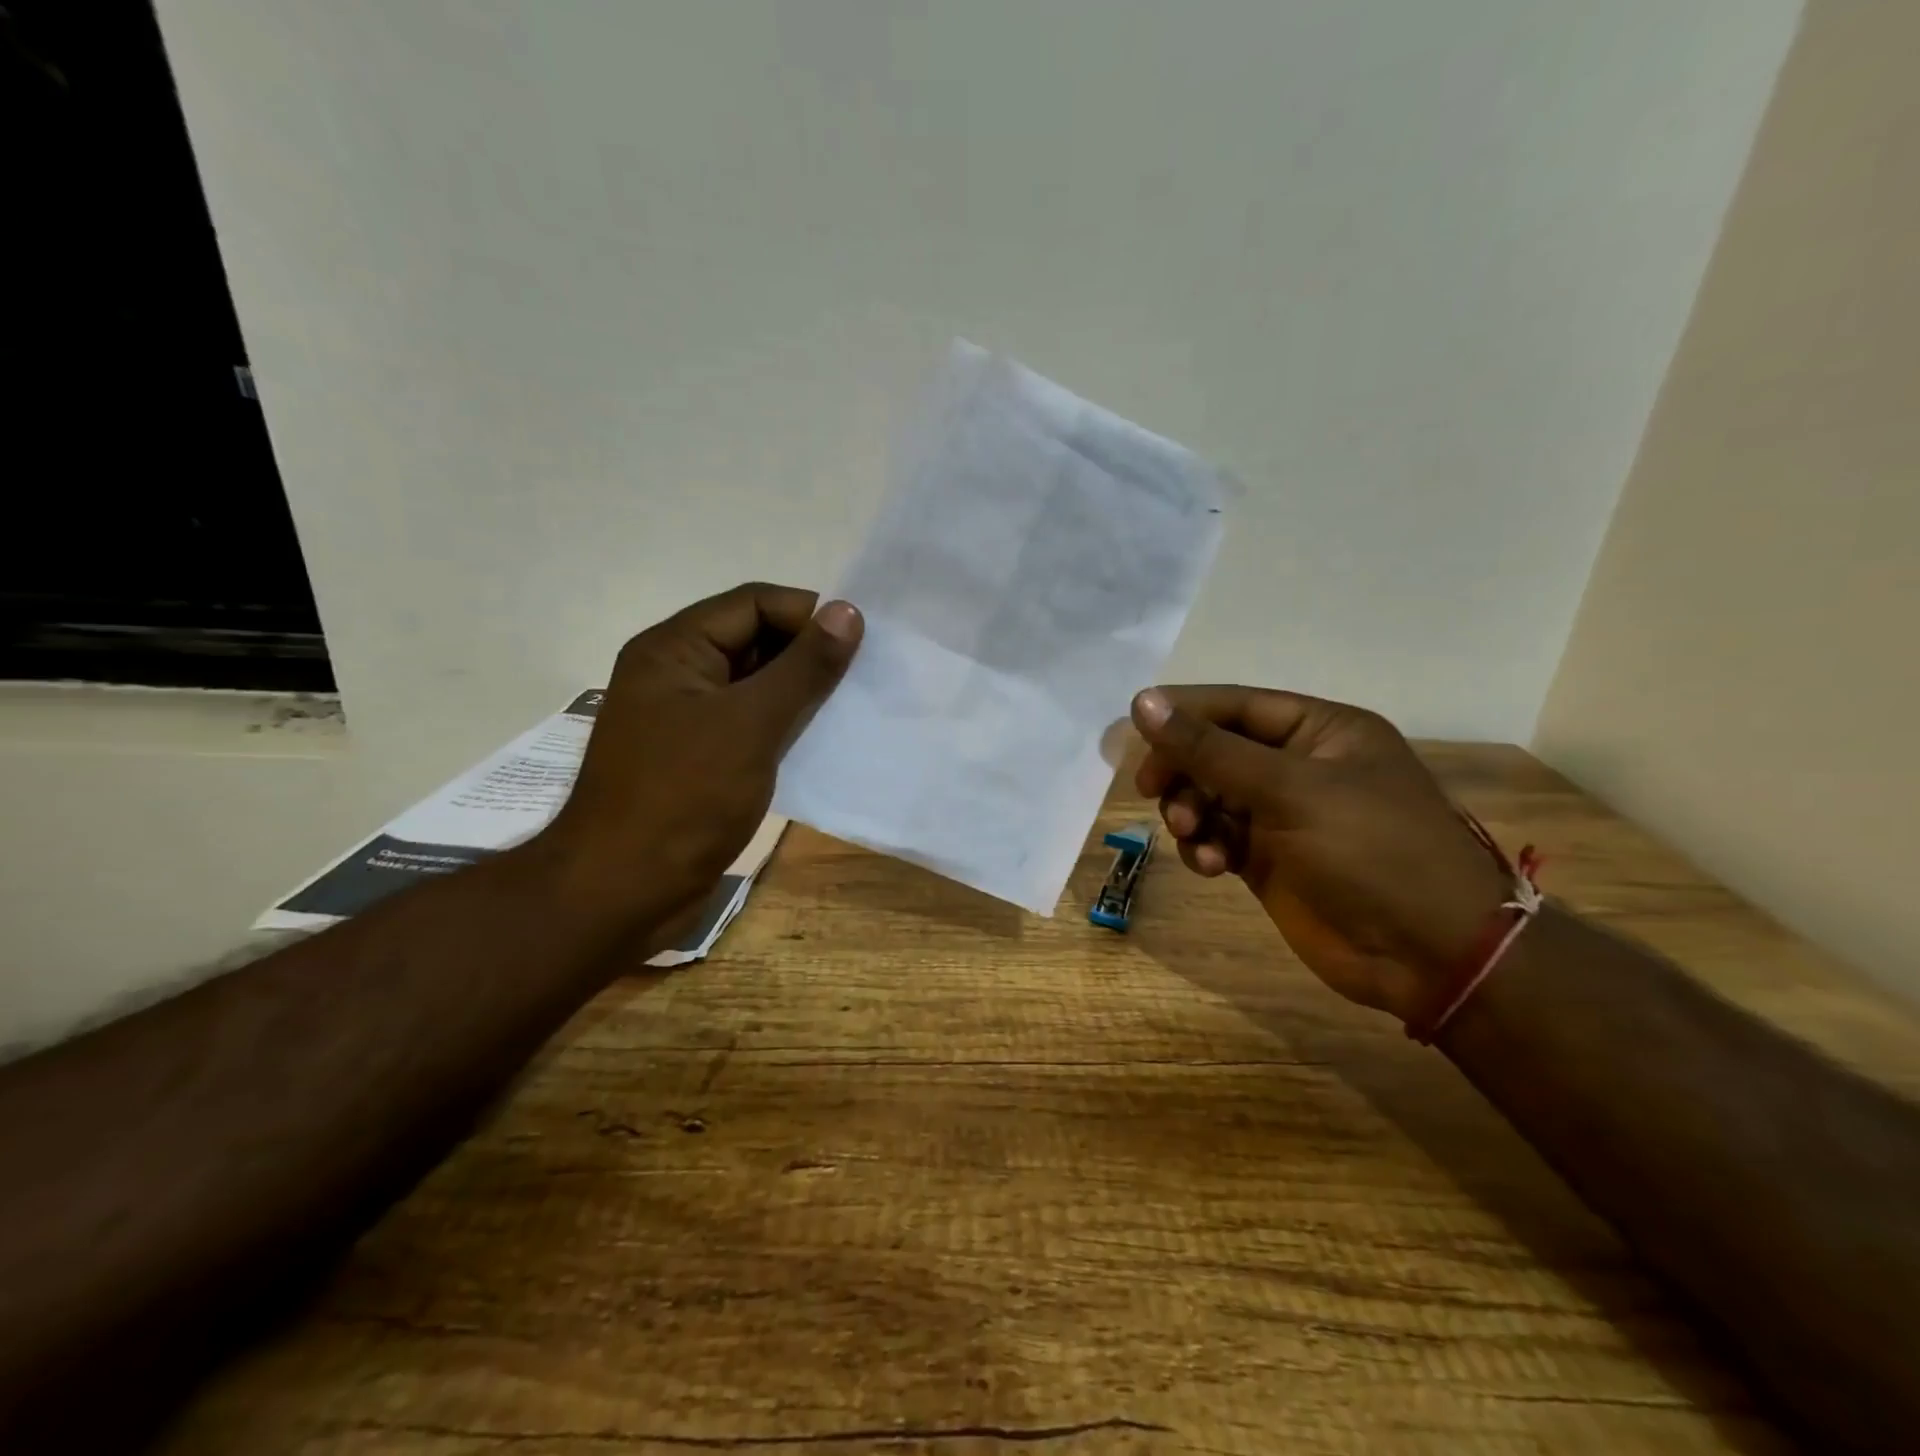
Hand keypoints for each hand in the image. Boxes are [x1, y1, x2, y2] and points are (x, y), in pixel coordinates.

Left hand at [540, 583, 861, 930]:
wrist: (624, 891)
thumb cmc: (685, 798)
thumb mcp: (751, 724)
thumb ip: (803, 667)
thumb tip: (847, 612)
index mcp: (674, 649)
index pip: (753, 603)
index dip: (808, 614)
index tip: (860, 641)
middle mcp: (676, 673)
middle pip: (753, 639)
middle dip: (807, 653)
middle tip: (863, 676)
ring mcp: (684, 718)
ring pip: (755, 685)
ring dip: (801, 691)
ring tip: (852, 706)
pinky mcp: (697, 757)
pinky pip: (749, 723)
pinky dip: (784, 725)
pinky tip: (821, 740)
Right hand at [1130, 686, 1510, 1021]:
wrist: (1431, 956)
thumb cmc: (1371, 852)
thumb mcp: (1290, 790)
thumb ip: (1211, 748)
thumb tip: (1143, 701)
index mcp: (1320, 731)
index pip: (1236, 705)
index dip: (1184, 714)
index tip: (1135, 731)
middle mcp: (1299, 766)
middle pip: (1216, 750)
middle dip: (1184, 770)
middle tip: (1152, 789)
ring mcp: (1283, 815)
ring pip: (1209, 795)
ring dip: (1190, 811)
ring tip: (1192, 835)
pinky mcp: (1269, 859)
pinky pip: (1218, 837)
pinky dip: (1205, 847)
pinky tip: (1212, 866)